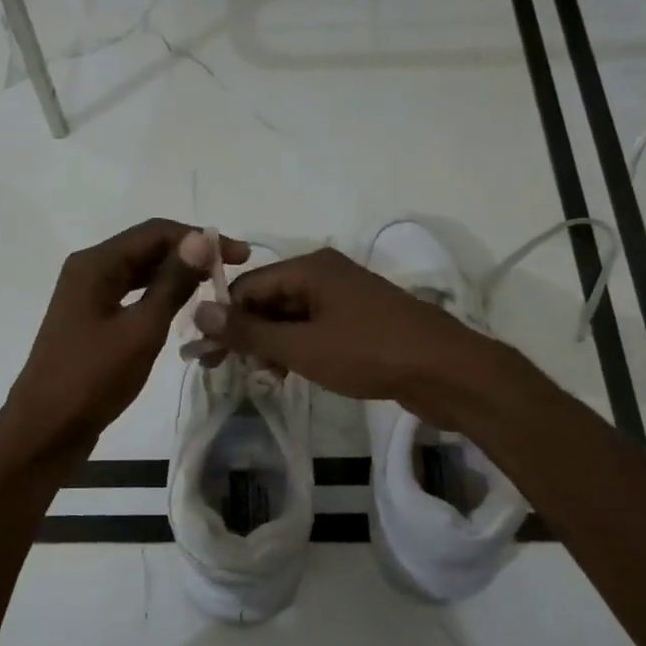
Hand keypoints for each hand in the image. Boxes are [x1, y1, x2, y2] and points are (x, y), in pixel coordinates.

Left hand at [0, 220, 249, 462]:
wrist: (46, 429)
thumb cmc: (93, 378)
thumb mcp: (141, 330)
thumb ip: (173, 283)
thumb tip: (203, 238)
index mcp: (95, 264)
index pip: (155, 232)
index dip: (200, 238)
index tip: (241, 256)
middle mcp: (89, 270)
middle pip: (146, 247)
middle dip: (190, 254)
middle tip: (233, 271)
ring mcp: (88, 296)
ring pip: (140, 272)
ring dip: (176, 275)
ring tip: (214, 286)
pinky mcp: (91, 320)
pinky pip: (131, 294)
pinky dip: (159, 296)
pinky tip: (184, 307)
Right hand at [194, 247, 485, 411]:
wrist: (447, 372)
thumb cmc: (370, 353)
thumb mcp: (302, 346)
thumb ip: (249, 332)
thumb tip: (198, 311)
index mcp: (309, 268)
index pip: (248, 286)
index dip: (224, 319)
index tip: (206, 355)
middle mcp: (325, 274)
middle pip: (268, 300)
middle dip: (246, 334)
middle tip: (224, 370)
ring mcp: (344, 298)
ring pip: (290, 317)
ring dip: (270, 344)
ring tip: (259, 377)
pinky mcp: (359, 322)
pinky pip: (313, 329)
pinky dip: (296, 348)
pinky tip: (286, 373)